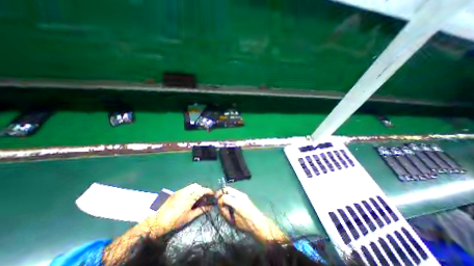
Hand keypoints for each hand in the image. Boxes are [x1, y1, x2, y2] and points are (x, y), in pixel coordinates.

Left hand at [141, 184, 213, 236]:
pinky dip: (191, 191)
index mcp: (189, 198)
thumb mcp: (189, 217)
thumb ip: (200, 210)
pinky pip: (187, 188)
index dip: (208, 191)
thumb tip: (209, 207)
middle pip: (197, 186)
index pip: (202, 190)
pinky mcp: (175, 193)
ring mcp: (179, 191)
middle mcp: (185, 192)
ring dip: (197, 190)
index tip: (212, 194)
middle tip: (204, 198)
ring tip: (197, 199)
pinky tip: (190, 199)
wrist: (157, 222)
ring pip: (192, 186)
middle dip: (202, 189)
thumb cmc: (174, 221)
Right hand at [216, 186, 288, 243]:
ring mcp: (242, 194)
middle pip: (227, 189)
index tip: (218, 205)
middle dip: (221, 193)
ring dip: (225, 193)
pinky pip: (234, 192)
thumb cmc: (245, 225)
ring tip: (223, 201)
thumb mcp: (232, 221)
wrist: (258, 223)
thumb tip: (220, 205)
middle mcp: (240, 196)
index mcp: (237, 204)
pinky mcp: (244, 195)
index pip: (224, 197)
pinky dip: (229, 194)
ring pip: (230, 189)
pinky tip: (229, 201)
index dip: (219, 201)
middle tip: (217, 199)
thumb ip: (225, 212)